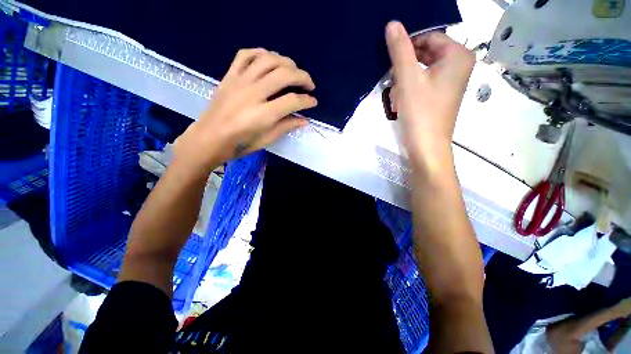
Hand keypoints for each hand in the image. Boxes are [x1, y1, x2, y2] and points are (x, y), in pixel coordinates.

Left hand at [176, 48, 316, 171]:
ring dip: (286, 62)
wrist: (209, 138)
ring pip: (267, 60)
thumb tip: (305, 120)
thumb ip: (287, 126)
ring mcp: (240, 81)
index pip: (292, 101)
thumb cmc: (240, 144)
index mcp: (263, 115)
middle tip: (310, 84)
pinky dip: (261, 53)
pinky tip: (270, 59)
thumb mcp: (267, 140)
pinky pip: (245, 55)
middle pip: (284, 75)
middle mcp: (253, 93)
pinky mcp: (229, 76)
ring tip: (294, 70)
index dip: (307, 101)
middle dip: (302, 77)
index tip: (313, 102)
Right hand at [385, 21, 473, 169]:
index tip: (391, 61)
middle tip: (393, 81)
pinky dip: (410, 87)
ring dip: (405, 78)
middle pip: (426, 53)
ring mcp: (450, 81)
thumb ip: (400, 50)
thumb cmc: (420, 112)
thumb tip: (392, 24)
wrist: (426, 146)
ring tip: (397, 94)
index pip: (429, 37)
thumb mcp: (408, 78)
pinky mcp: (440, 94)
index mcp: (458, 55)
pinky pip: (423, 81)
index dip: (407, 46)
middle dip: (406, 65)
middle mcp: (459, 64)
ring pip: (422, 68)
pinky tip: (401, 100)